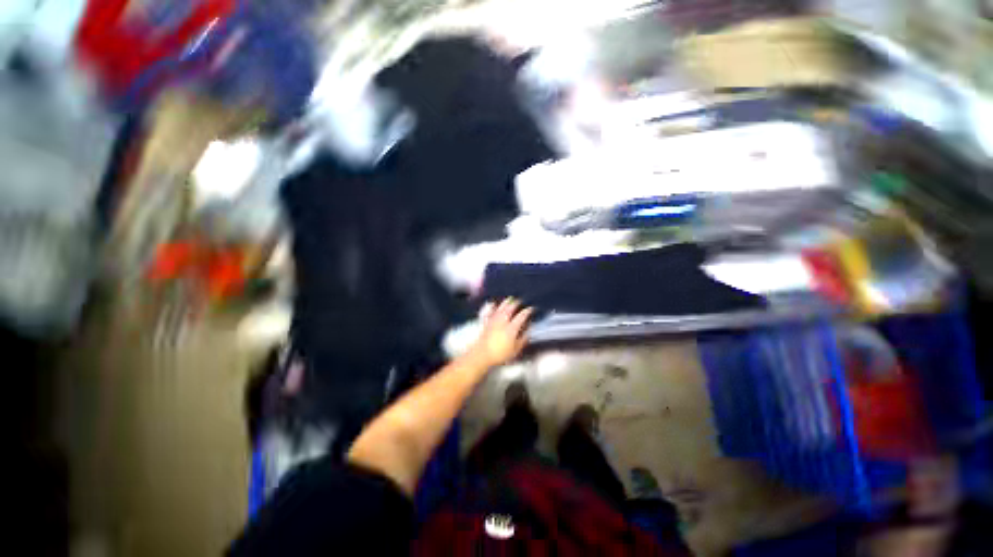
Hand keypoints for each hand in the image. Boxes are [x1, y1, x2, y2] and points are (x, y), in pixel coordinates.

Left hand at [469, 298, 533, 367]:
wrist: (482, 355)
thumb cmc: (500, 354)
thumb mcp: (515, 350)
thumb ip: (523, 339)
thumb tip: (528, 332)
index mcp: (511, 328)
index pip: (521, 316)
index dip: (527, 311)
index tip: (531, 308)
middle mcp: (503, 321)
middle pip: (510, 308)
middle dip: (516, 303)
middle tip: (521, 300)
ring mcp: (494, 321)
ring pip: (500, 308)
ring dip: (506, 302)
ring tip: (510, 299)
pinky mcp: (486, 322)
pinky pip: (490, 312)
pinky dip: (492, 307)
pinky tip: (493, 303)